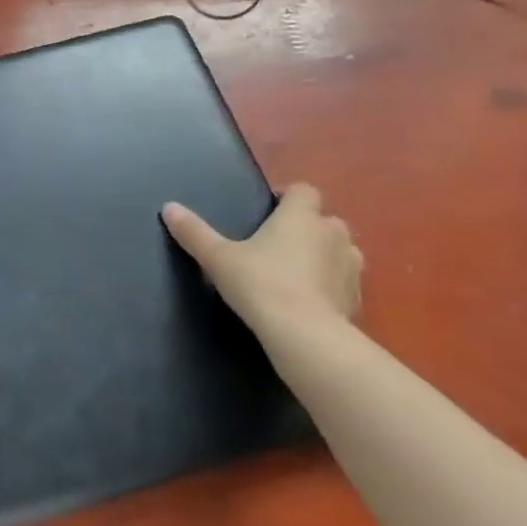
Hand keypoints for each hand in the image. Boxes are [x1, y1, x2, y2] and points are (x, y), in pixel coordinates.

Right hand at [162, 183, 361, 331]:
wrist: (304, 335)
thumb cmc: (260, 285)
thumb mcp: (217, 258)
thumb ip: (194, 232)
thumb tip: (169, 207)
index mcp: (300, 217)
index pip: (302, 190)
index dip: (286, 196)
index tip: (266, 211)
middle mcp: (332, 233)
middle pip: (323, 219)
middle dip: (306, 227)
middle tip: (275, 244)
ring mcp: (350, 265)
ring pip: (339, 249)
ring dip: (322, 254)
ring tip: (294, 271)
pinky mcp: (357, 296)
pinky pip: (343, 280)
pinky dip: (329, 284)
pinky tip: (308, 300)